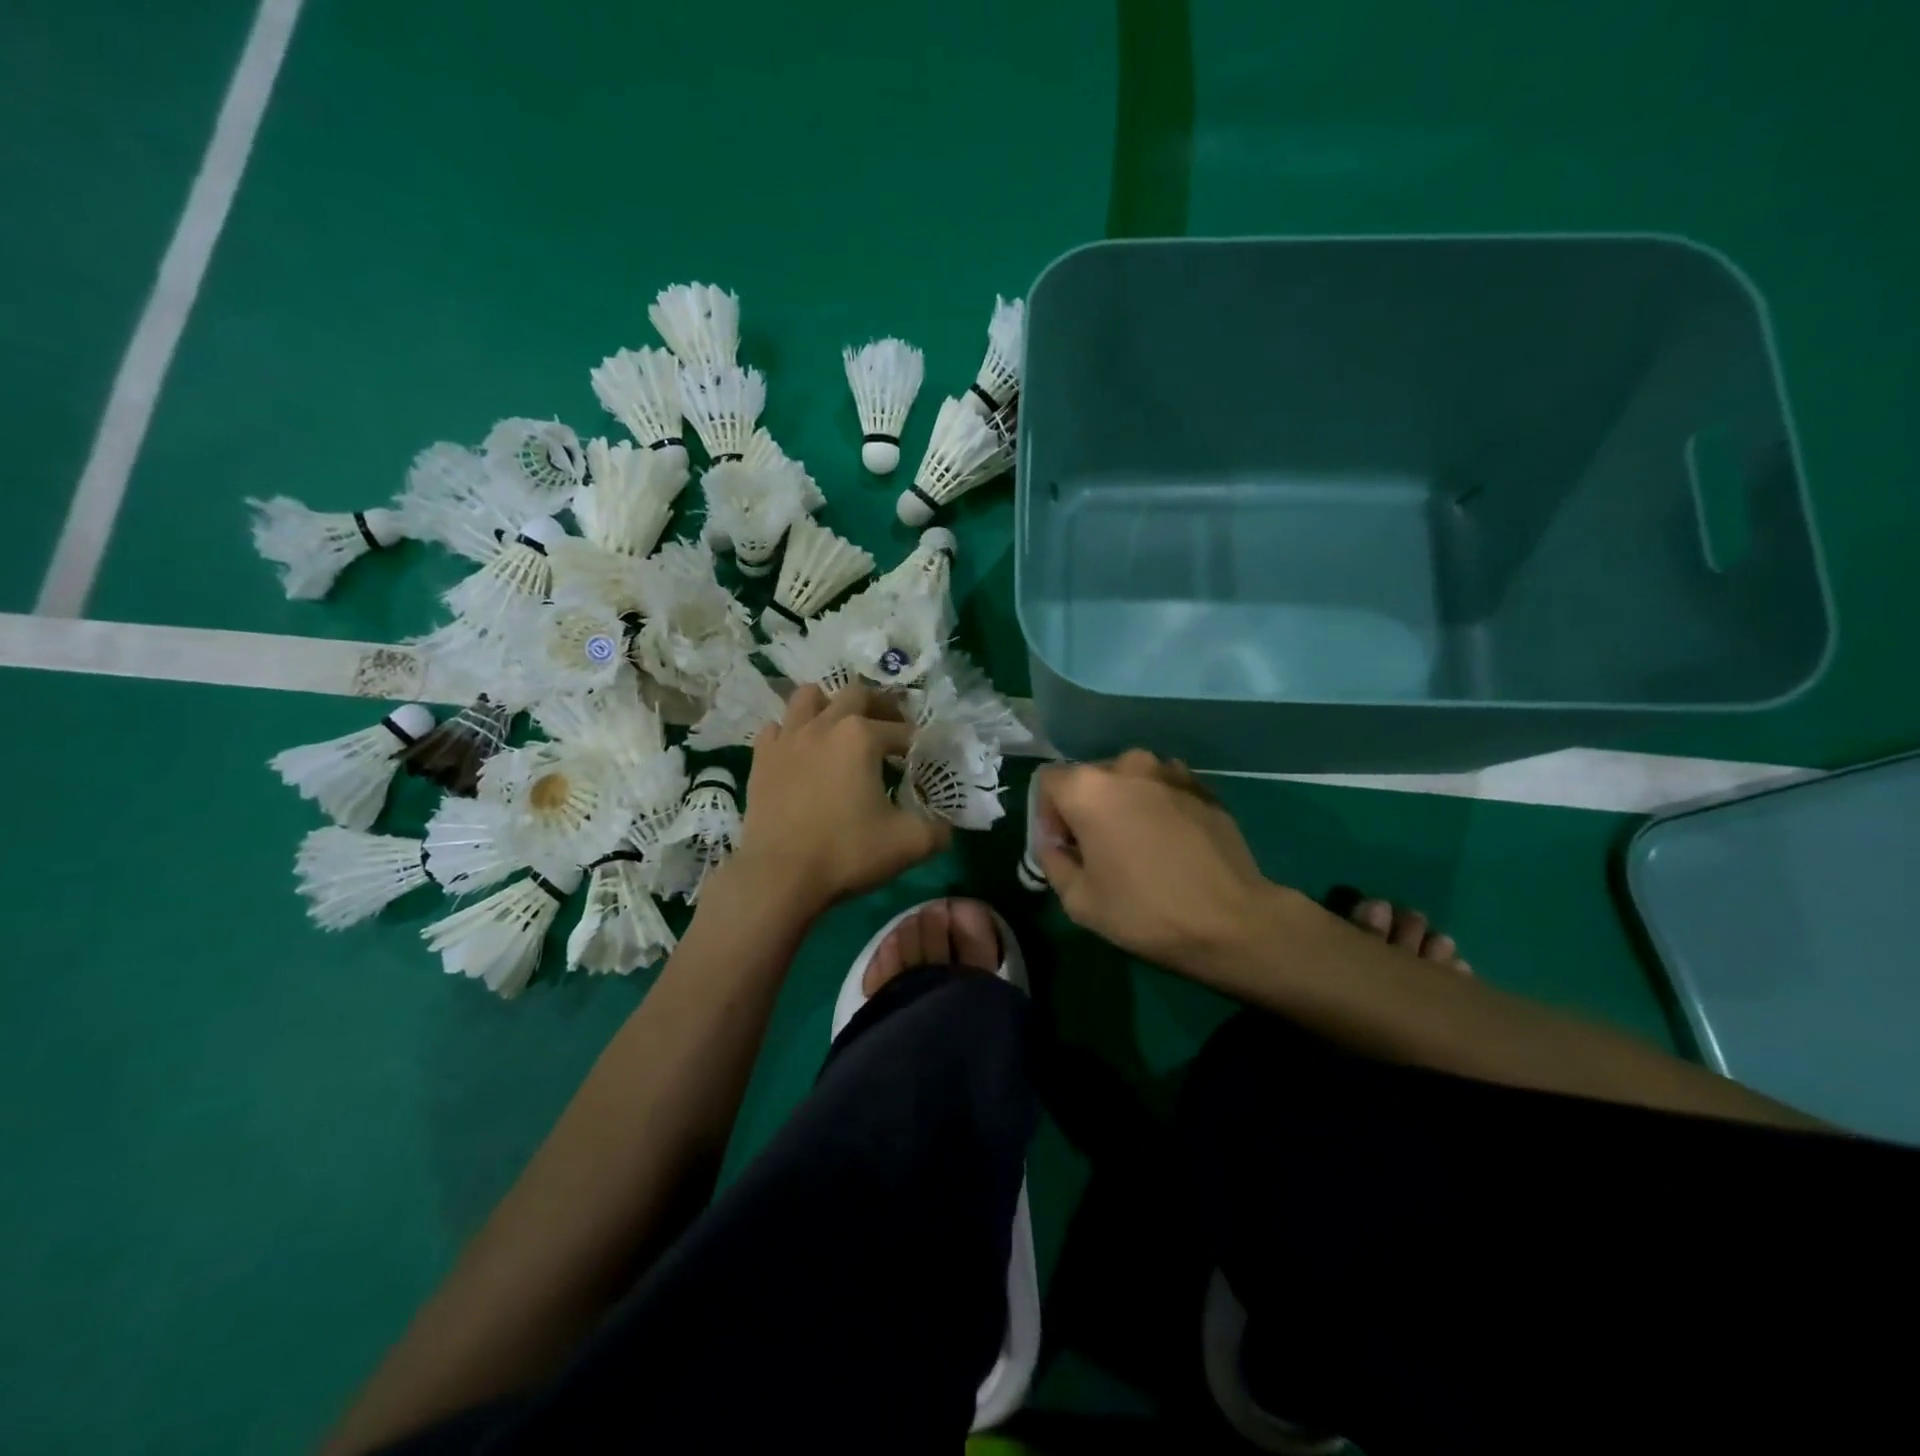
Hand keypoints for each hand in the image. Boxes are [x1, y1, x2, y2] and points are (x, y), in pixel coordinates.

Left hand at [729, 684, 950, 917]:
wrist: (779, 877)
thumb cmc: (847, 853)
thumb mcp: (909, 844)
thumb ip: (937, 830)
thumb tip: (946, 826)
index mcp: (862, 737)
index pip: (901, 730)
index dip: (917, 744)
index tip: (922, 760)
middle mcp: (824, 725)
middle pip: (856, 695)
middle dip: (879, 707)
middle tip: (890, 730)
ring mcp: (787, 738)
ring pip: (808, 697)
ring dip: (829, 705)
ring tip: (841, 728)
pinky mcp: (761, 758)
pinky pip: (777, 728)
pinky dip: (792, 732)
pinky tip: (801, 752)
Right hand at [1035, 750, 1277, 977]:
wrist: (1232, 921)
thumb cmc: (1145, 911)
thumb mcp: (1079, 901)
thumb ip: (1053, 862)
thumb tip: (1055, 846)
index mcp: (1089, 788)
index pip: (1049, 782)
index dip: (1048, 815)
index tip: (1065, 848)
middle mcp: (1128, 766)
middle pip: (1090, 778)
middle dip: (1086, 808)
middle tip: (1099, 850)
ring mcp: (1171, 772)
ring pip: (1130, 780)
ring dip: (1124, 804)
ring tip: (1138, 844)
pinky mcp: (1204, 786)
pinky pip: (1164, 788)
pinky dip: (1158, 806)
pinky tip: (1171, 843)